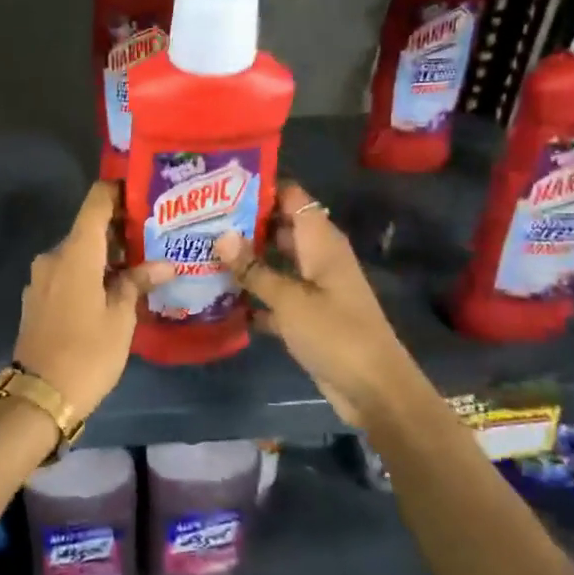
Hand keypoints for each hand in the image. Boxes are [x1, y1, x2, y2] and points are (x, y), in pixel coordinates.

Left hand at [13, 183, 173, 420]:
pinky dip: (88, 273)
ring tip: (140, 266)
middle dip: (119, 230)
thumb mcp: (121, 318)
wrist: (39, 396)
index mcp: (75, 252)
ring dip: (105, 256)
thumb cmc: (88, 352)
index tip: (143, 193)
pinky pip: (67, 273)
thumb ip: (138, 282)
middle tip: (154, 237)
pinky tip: (112, 290)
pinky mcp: (37, 298)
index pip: (96, 201)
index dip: (118, 191)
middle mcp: (53, 256)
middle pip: (88, 229)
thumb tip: (164, 264)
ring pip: (78, 254)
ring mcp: (41, 278)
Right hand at [213, 182, 426, 430]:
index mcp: (321, 241)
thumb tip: (220, 236)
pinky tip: (219, 296)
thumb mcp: (289, 299)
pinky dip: (254, 294)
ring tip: (201, 251)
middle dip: (244, 223)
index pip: (292, 197)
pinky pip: (275, 294)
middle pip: (280, 227)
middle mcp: (318, 257)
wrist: (373, 389)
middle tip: (199, 220)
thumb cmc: (334, 333)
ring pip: (275, 262)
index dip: (261, 187)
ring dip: (245, 260)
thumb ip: (253, 269)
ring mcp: (314, 286)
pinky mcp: (308, 314)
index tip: (220, 185)